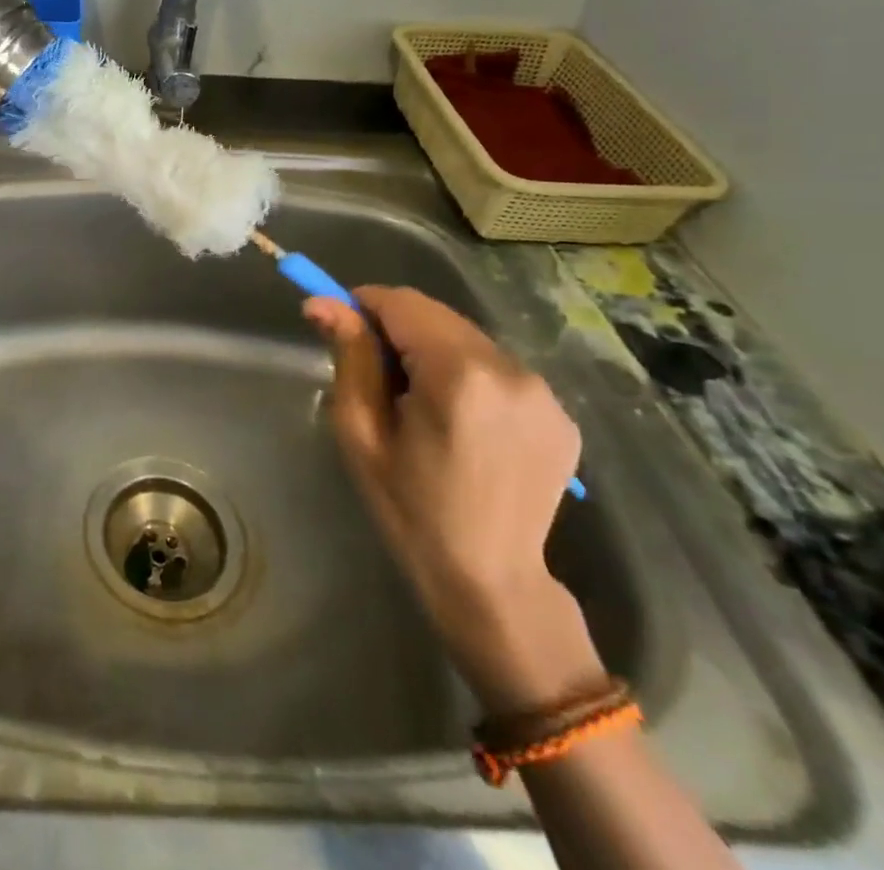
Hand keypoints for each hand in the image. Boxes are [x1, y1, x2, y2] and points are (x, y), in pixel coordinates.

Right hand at [305, 286, 601, 712]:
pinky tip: (458, 419)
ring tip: (417, 401)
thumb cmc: (410, 508)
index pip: (403, 303)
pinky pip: (498, 367)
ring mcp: (545, 392)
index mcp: (459, 375)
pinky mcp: (562, 412)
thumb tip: (321, 303)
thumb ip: (350, 357)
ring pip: (468, 338)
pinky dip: (468, 375)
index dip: (364, 305)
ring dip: (433, 351)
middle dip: (398, 329)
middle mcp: (511, 370)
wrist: (491, 581)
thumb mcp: (361, 432)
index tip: (341, 329)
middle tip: (374, 374)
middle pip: (437, 316)